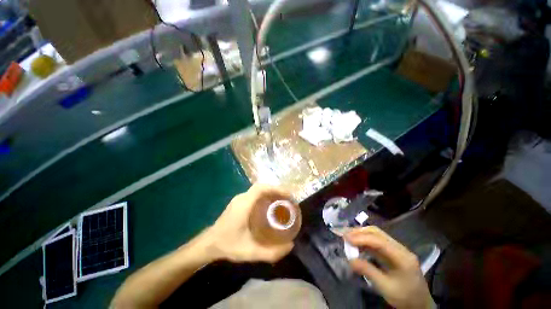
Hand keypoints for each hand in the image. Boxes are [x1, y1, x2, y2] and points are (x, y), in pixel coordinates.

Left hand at [203, 184, 293, 262]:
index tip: (288, 195)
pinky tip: (270, 205)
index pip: (260, 188)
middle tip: (288, 199)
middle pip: (261, 187)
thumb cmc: (228, 245)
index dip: (275, 188)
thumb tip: (290, 246)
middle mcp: (241, 198)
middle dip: (276, 190)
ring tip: (282, 201)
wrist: (209, 244)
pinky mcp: (239, 202)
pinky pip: (255, 194)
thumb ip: (271, 253)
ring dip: (271, 192)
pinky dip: (265, 196)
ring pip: (258, 190)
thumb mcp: (250, 252)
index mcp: (244, 205)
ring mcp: (239, 199)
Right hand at [345, 226, 434, 308]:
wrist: (421, 305)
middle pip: (377, 233)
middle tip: (345, 236)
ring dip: (361, 234)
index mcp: (402, 257)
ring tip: (348, 237)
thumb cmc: (405, 298)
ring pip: (376, 234)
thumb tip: (350, 260)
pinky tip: (357, 244)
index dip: (361, 238)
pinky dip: (365, 240)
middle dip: (359, 232)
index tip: (346, 239)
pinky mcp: (393, 251)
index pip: (379, 241)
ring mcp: (397, 249)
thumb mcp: (386, 288)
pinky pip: (377, 241)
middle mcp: (400, 248)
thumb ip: (368, 271)